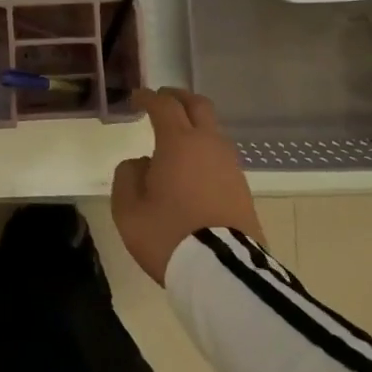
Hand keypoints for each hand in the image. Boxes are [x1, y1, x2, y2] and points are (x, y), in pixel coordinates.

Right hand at [111, 87, 263, 285]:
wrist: (222, 273)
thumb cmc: (168, 234)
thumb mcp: (128, 209)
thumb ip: (128, 177)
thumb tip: (141, 163)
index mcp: (178, 142)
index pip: (164, 105)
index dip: (148, 97)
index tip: (137, 98)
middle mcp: (209, 145)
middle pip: (198, 106)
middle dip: (179, 98)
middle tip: (163, 100)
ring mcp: (230, 166)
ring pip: (214, 131)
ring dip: (195, 125)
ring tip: (177, 138)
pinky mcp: (243, 189)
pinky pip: (221, 156)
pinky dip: (205, 150)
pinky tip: (193, 168)